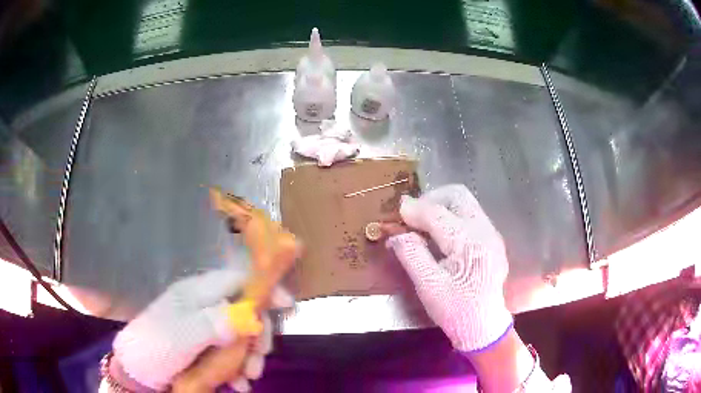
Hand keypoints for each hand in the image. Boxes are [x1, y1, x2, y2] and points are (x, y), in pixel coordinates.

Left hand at [112, 269, 292, 390]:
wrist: (137, 370)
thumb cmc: (155, 348)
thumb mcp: (180, 337)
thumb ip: (212, 324)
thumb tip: (249, 316)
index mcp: (197, 293)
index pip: (237, 280)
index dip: (264, 288)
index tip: (287, 307)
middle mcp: (205, 305)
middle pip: (245, 311)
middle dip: (257, 337)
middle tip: (259, 362)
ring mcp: (206, 326)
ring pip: (241, 335)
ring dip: (249, 358)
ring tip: (248, 379)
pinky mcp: (207, 346)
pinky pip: (231, 352)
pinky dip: (238, 369)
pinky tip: (238, 385)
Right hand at [384, 184, 511, 351]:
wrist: (484, 326)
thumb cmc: (456, 310)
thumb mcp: (428, 286)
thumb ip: (411, 254)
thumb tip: (395, 233)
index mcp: (469, 242)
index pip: (437, 213)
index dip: (414, 210)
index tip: (397, 211)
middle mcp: (484, 230)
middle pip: (457, 195)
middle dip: (431, 199)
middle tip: (412, 216)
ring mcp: (491, 233)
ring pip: (465, 203)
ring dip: (441, 207)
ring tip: (423, 225)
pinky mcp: (492, 240)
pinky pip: (471, 215)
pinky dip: (452, 216)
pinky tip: (440, 236)